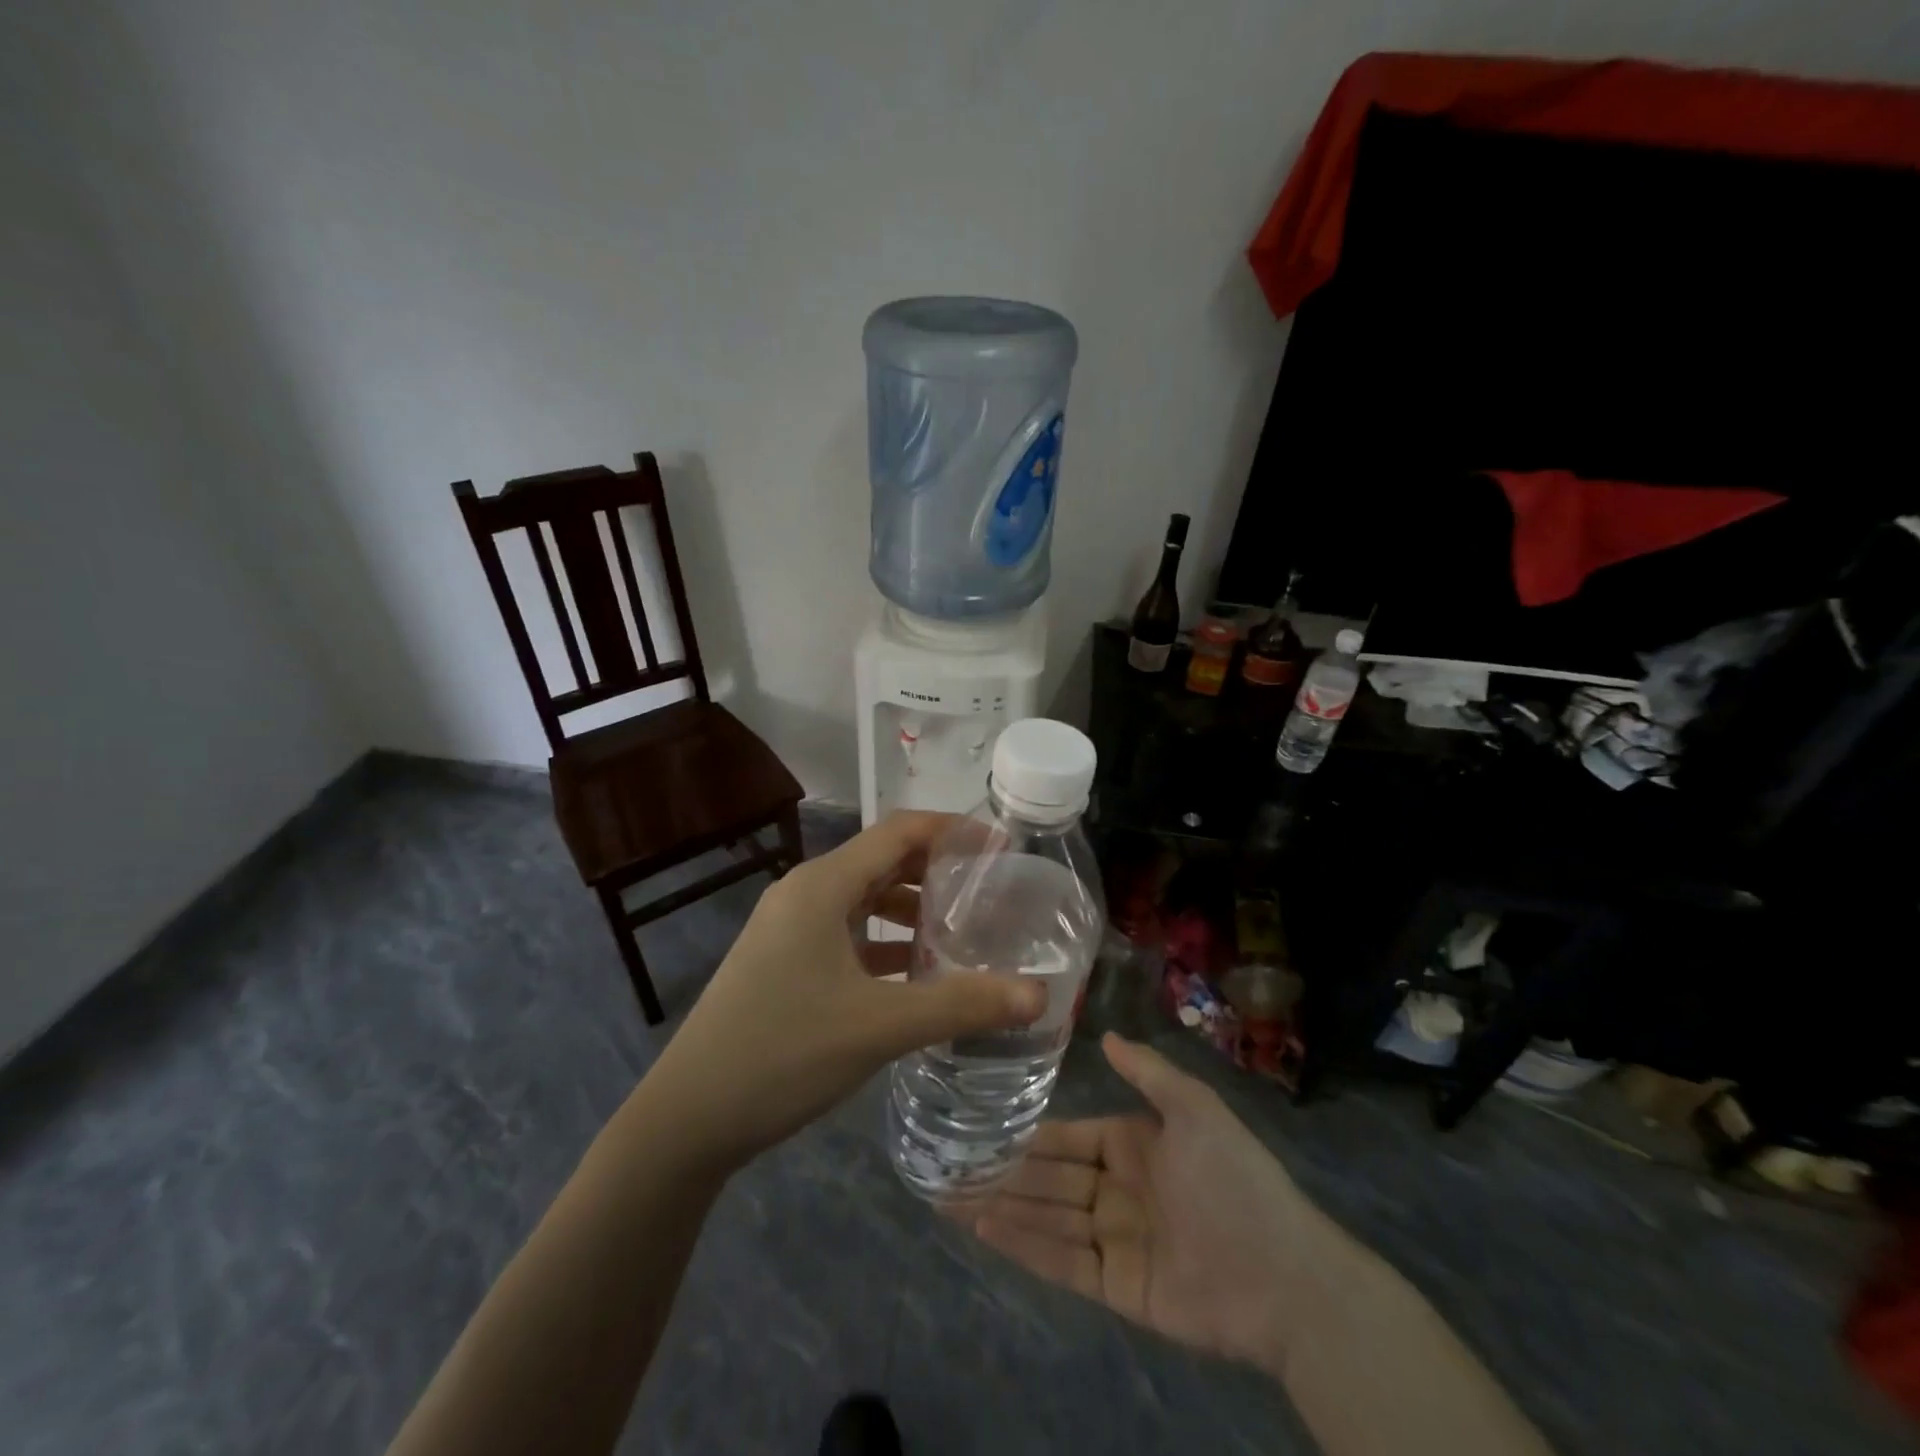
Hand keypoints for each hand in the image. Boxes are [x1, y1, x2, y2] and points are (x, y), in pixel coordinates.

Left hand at [639, 812, 1045, 1172]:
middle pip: (884, 860)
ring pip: (865, 899)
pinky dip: (886, 942)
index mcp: (823, 885)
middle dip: (939, 870)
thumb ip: (962, 1005)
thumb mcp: (880, 1026)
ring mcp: (791, 928)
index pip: (900, 831)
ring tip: (964, 932)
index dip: (954, 831)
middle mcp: (806, 892)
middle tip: (993, 891)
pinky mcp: (786, 960)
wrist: (688, 1116)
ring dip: (913, 909)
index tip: (1002, 850)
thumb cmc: (783, 1052)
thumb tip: (1039, 995)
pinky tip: (917, 973)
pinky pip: (848, 933)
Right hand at [963, 1033, 1338, 1374]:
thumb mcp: (1194, 1109)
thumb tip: (1103, 1035)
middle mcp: (1116, 1189)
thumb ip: (1148, 1072)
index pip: (1066, 1138)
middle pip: (1048, 1178)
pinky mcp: (1116, 1286)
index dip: (1026, 1135)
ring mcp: (1114, 1239)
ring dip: (1001, 1206)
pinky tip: (984, 1228)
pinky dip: (1023, 1245)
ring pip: (1046, 1217)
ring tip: (949, 1196)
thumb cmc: (1235, 1179)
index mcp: (1131, 1145)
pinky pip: (1062, 1262)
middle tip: (948, 1165)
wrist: (1285, 1276)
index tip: (980, 1127)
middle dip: (1002, 1172)